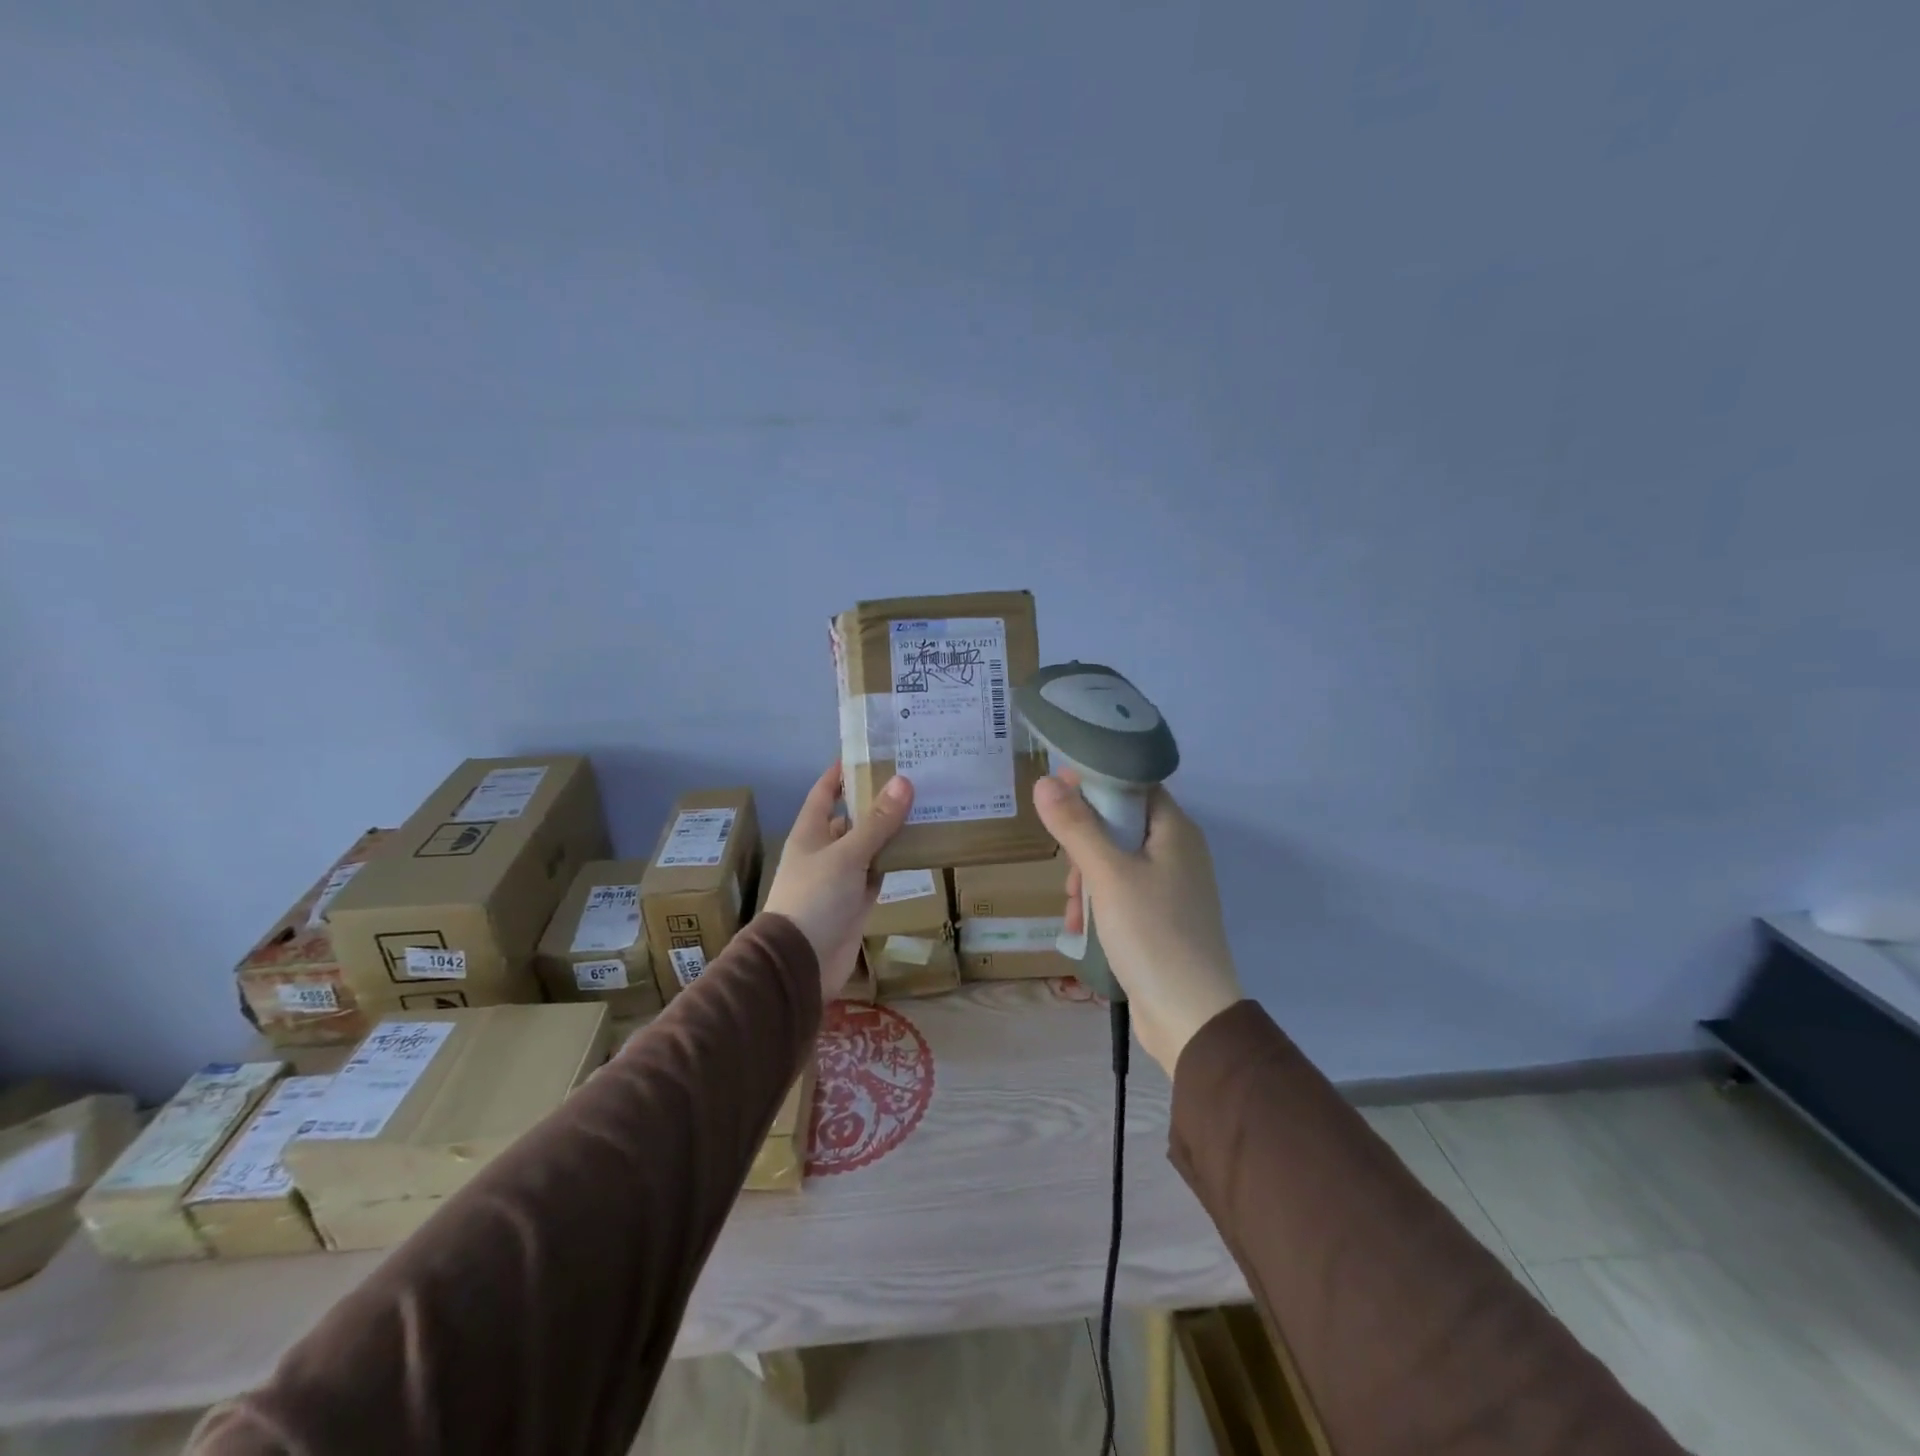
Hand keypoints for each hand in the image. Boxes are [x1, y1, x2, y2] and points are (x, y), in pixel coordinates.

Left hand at [764, 764, 913, 998]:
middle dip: (877, 800)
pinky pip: (878, 873)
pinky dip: (895, 862)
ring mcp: (841, 877)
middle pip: (852, 817)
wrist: (802, 961)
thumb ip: (877, 822)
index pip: (825, 792)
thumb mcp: (847, 854)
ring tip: (925, 807)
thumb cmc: (816, 897)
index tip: (871, 752)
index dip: (843, 772)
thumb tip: (903, 781)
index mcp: (811, 832)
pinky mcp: (856, 901)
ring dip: (891, 832)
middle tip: (914, 779)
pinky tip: (920, 848)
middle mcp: (825, 850)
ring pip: (869, 846)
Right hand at [1033, 773, 1241, 1077]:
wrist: (1190, 1016)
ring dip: (1086, 881)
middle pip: (1119, 824)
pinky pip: (1121, 894)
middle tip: (1068, 870)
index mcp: (1175, 830)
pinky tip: (1079, 929)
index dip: (1095, 782)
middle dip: (1083, 844)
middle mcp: (1177, 852)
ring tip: (1072, 911)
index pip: (1133, 784)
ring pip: (1114, 862)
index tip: (1057, 792)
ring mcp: (1170, 888)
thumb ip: (1075, 825)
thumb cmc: (1152, 933)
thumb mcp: (1107, 875)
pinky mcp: (1160, 918)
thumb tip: (1046, 780)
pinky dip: (1098, 905)